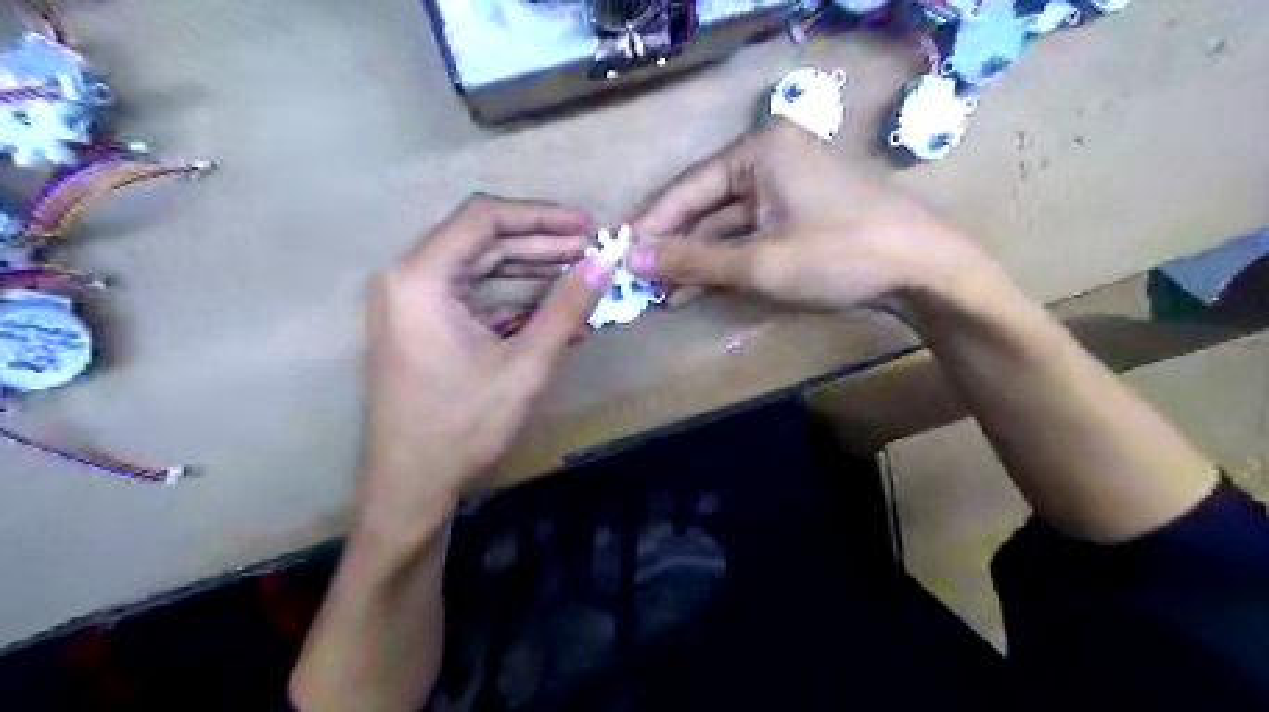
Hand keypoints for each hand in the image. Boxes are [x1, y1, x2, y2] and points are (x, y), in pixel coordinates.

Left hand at [357, 193, 614, 533]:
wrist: (410, 485)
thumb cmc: (462, 426)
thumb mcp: (524, 366)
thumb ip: (565, 309)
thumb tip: (603, 264)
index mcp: (421, 278)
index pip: (483, 219)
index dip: (540, 217)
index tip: (585, 227)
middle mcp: (407, 278)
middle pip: (480, 239)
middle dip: (539, 242)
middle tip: (589, 251)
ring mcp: (410, 302)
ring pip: (477, 266)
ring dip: (528, 267)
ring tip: (578, 272)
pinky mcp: (420, 324)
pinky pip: (471, 294)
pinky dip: (510, 294)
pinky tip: (550, 303)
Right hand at [629, 121, 986, 309]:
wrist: (923, 271)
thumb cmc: (838, 254)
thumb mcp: (758, 262)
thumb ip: (692, 261)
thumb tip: (632, 260)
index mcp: (759, 151)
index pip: (688, 190)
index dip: (652, 225)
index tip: (619, 254)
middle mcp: (769, 161)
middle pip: (706, 208)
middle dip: (674, 248)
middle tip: (638, 280)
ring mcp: (786, 190)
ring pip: (726, 228)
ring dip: (696, 262)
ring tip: (660, 293)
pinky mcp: (798, 217)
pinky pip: (749, 238)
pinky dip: (725, 265)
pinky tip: (694, 290)